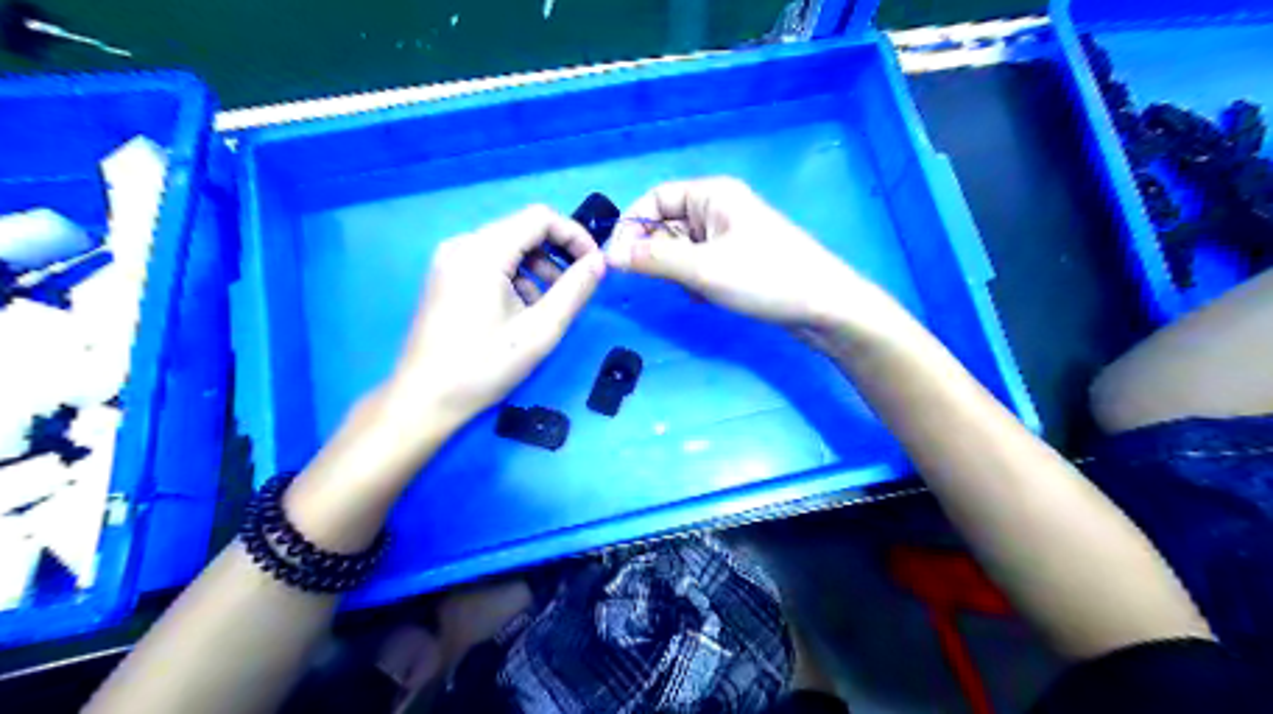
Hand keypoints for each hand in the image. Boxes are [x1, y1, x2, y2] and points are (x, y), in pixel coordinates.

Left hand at [380, 204, 603, 430]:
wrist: (424, 399)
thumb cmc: (484, 366)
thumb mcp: (540, 330)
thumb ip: (575, 290)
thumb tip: (600, 262)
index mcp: (483, 251)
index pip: (540, 217)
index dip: (574, 235)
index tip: (594, 266)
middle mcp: (463, 245)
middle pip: (523, 230)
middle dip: (557, 255)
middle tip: (576, 290)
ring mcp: (450, 260)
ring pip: (508, 247)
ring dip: (538, 269)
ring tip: (549, 308)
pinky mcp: (445, 277)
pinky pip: (490, 263)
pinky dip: (515, 278)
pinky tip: (521, 313)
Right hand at [602, 179, 897, 344]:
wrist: (824, 307)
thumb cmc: (765, 278)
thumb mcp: (702, 269)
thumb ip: (653, 260)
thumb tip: (610, 256)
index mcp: (712, 194)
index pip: (655, 198)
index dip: (632, 226)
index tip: (618, 261)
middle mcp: (718, 208)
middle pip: (666, 224)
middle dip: (658, 254)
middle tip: (665, 280)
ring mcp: (729, 235)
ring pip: (680, 248)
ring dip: (677, 271)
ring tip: (695, 289)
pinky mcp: (737, 259)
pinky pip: (699, 264)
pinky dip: (694, 280)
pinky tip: (707, 296)